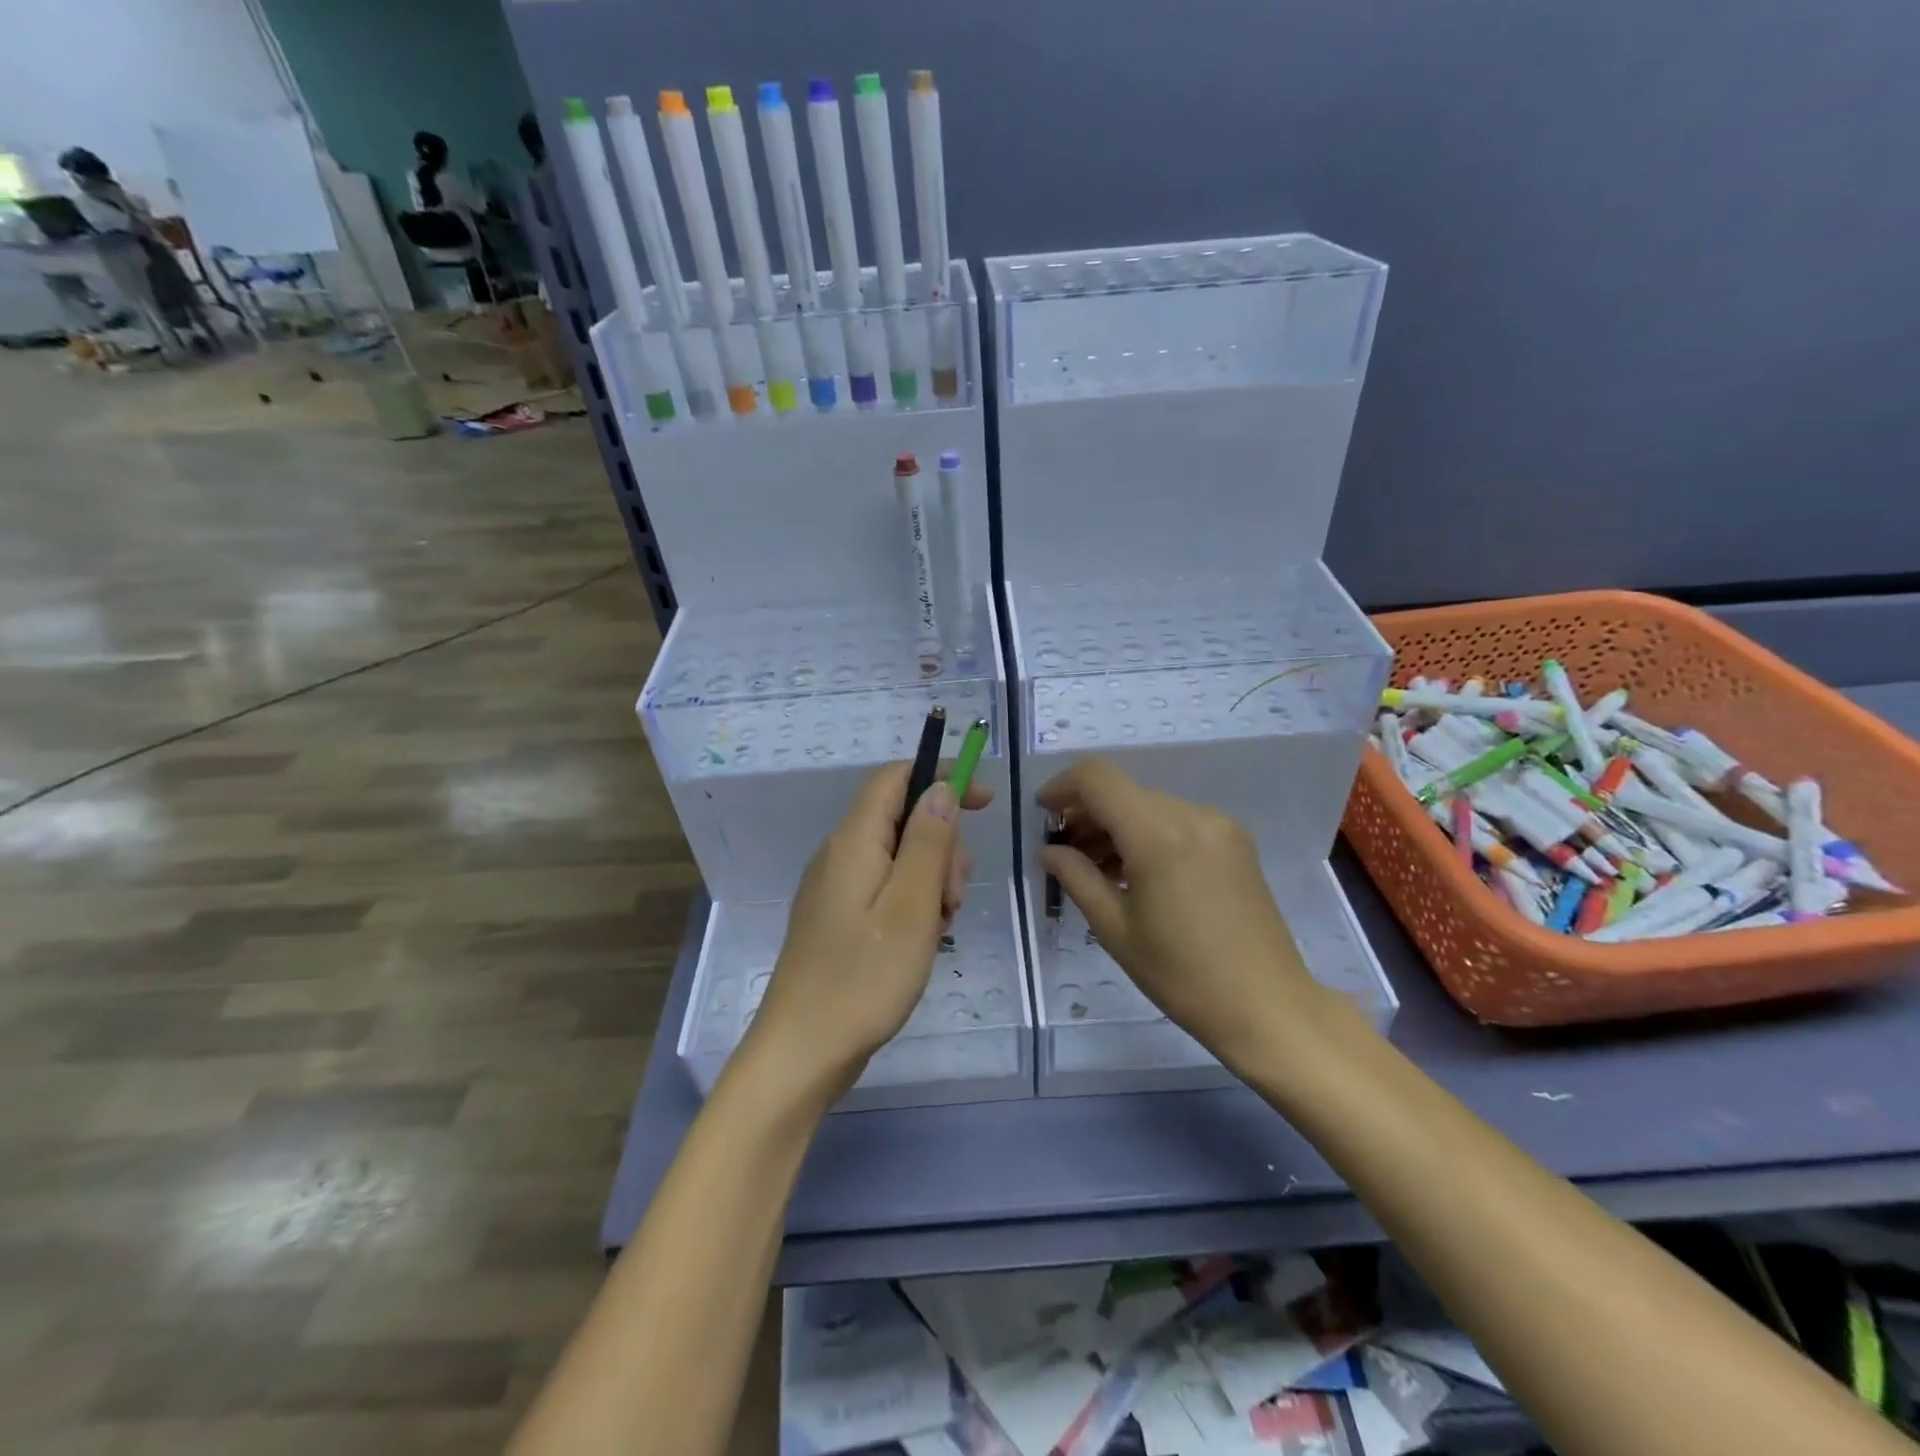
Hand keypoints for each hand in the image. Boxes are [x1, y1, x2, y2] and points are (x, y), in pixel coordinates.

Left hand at [741, 762, 993, 1104]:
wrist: (804, 1051)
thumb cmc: (864, 977)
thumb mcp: (912, 906)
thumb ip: (929, 841)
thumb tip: (940, 787)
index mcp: (854, 841)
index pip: (896, 777)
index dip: (941, 776)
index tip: (984, 801)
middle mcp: (839, 854)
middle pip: (902, 819)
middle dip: (942, 845)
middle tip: (953, 899)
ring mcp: (835, 886)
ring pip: (898, 856)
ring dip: (931, 880)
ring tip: (936, 929)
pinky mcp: (837, 916)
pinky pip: (884, 887)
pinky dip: (912, 902)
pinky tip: (919, 940)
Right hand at [1038, 758, 1322, 1069]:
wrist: (1267, 1006)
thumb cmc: (1182, 975)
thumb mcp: (1115, 929)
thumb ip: (1077, 878)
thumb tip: (1051, 850)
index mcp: (1158, 834)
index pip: (1097, 779)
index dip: (1062, 787)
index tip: (1042, 815)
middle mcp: (1192, 815)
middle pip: (1124, 792)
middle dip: (1087, 814)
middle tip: (1064, 853)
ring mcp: (1219, 826)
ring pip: (1150, 806)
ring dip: (1117, 826)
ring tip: (1096, 868)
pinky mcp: (1235, 842)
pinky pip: (1177, 821)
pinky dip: (1147, 834)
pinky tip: (1136, 872)